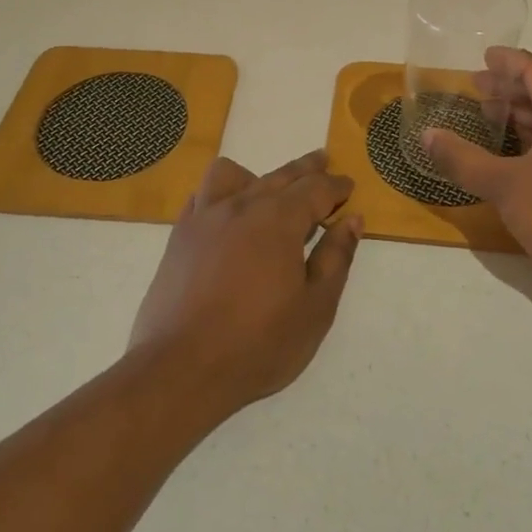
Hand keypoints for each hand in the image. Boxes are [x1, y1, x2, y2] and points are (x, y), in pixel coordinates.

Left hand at [129, 151, 361, 415]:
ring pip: (233, 175)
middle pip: (280, 175)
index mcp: (279, 220)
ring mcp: (204, 218)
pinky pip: (201, 195)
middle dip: (306, 169)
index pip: (315, 189)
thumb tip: (352, 221)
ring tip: (269, 190)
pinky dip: (221, 193)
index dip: (336, 186)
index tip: (348, 185)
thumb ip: (336, 259)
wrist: (181, 369)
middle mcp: (241, 206)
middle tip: (323, 161)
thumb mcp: (315, 308)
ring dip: (258, 175)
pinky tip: (226, 211)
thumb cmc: (258, 344)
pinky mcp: (179, 236)